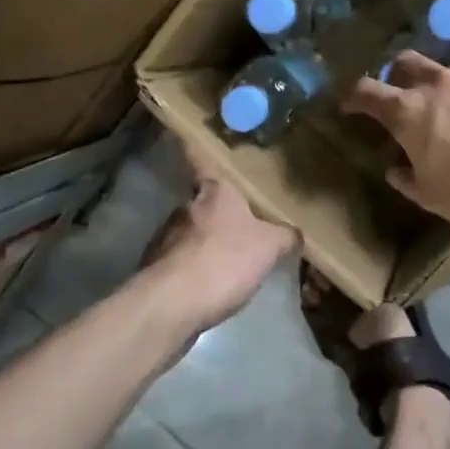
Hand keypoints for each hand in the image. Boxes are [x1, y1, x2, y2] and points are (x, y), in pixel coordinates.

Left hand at [140, 157, 297, 339]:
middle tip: (239, 225)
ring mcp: (165, 238)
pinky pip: (180, 263)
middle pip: (201, 202)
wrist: (172, 303)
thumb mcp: (270, 246)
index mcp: (214, 191)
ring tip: (226, 261)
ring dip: (204, 243)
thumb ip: (284, 236)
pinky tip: (208, 287)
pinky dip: (193, 270)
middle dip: (216, 212)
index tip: (194, 145)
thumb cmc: (225, 260)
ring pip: (189, 233)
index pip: (202, 161)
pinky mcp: (155, 269)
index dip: (198, 152)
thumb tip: (295, 233)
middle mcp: (185, 207)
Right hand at [342, 52, 449, 256]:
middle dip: (395, 78)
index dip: (353, 97)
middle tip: (401, 103)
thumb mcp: (432, 197)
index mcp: (410, 112)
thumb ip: (407, 177)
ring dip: (440, 93)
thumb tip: (397, 167)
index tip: (350, 106)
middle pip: (404, 63)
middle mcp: (439, 84)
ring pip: (446, 75)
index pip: (366, 91)